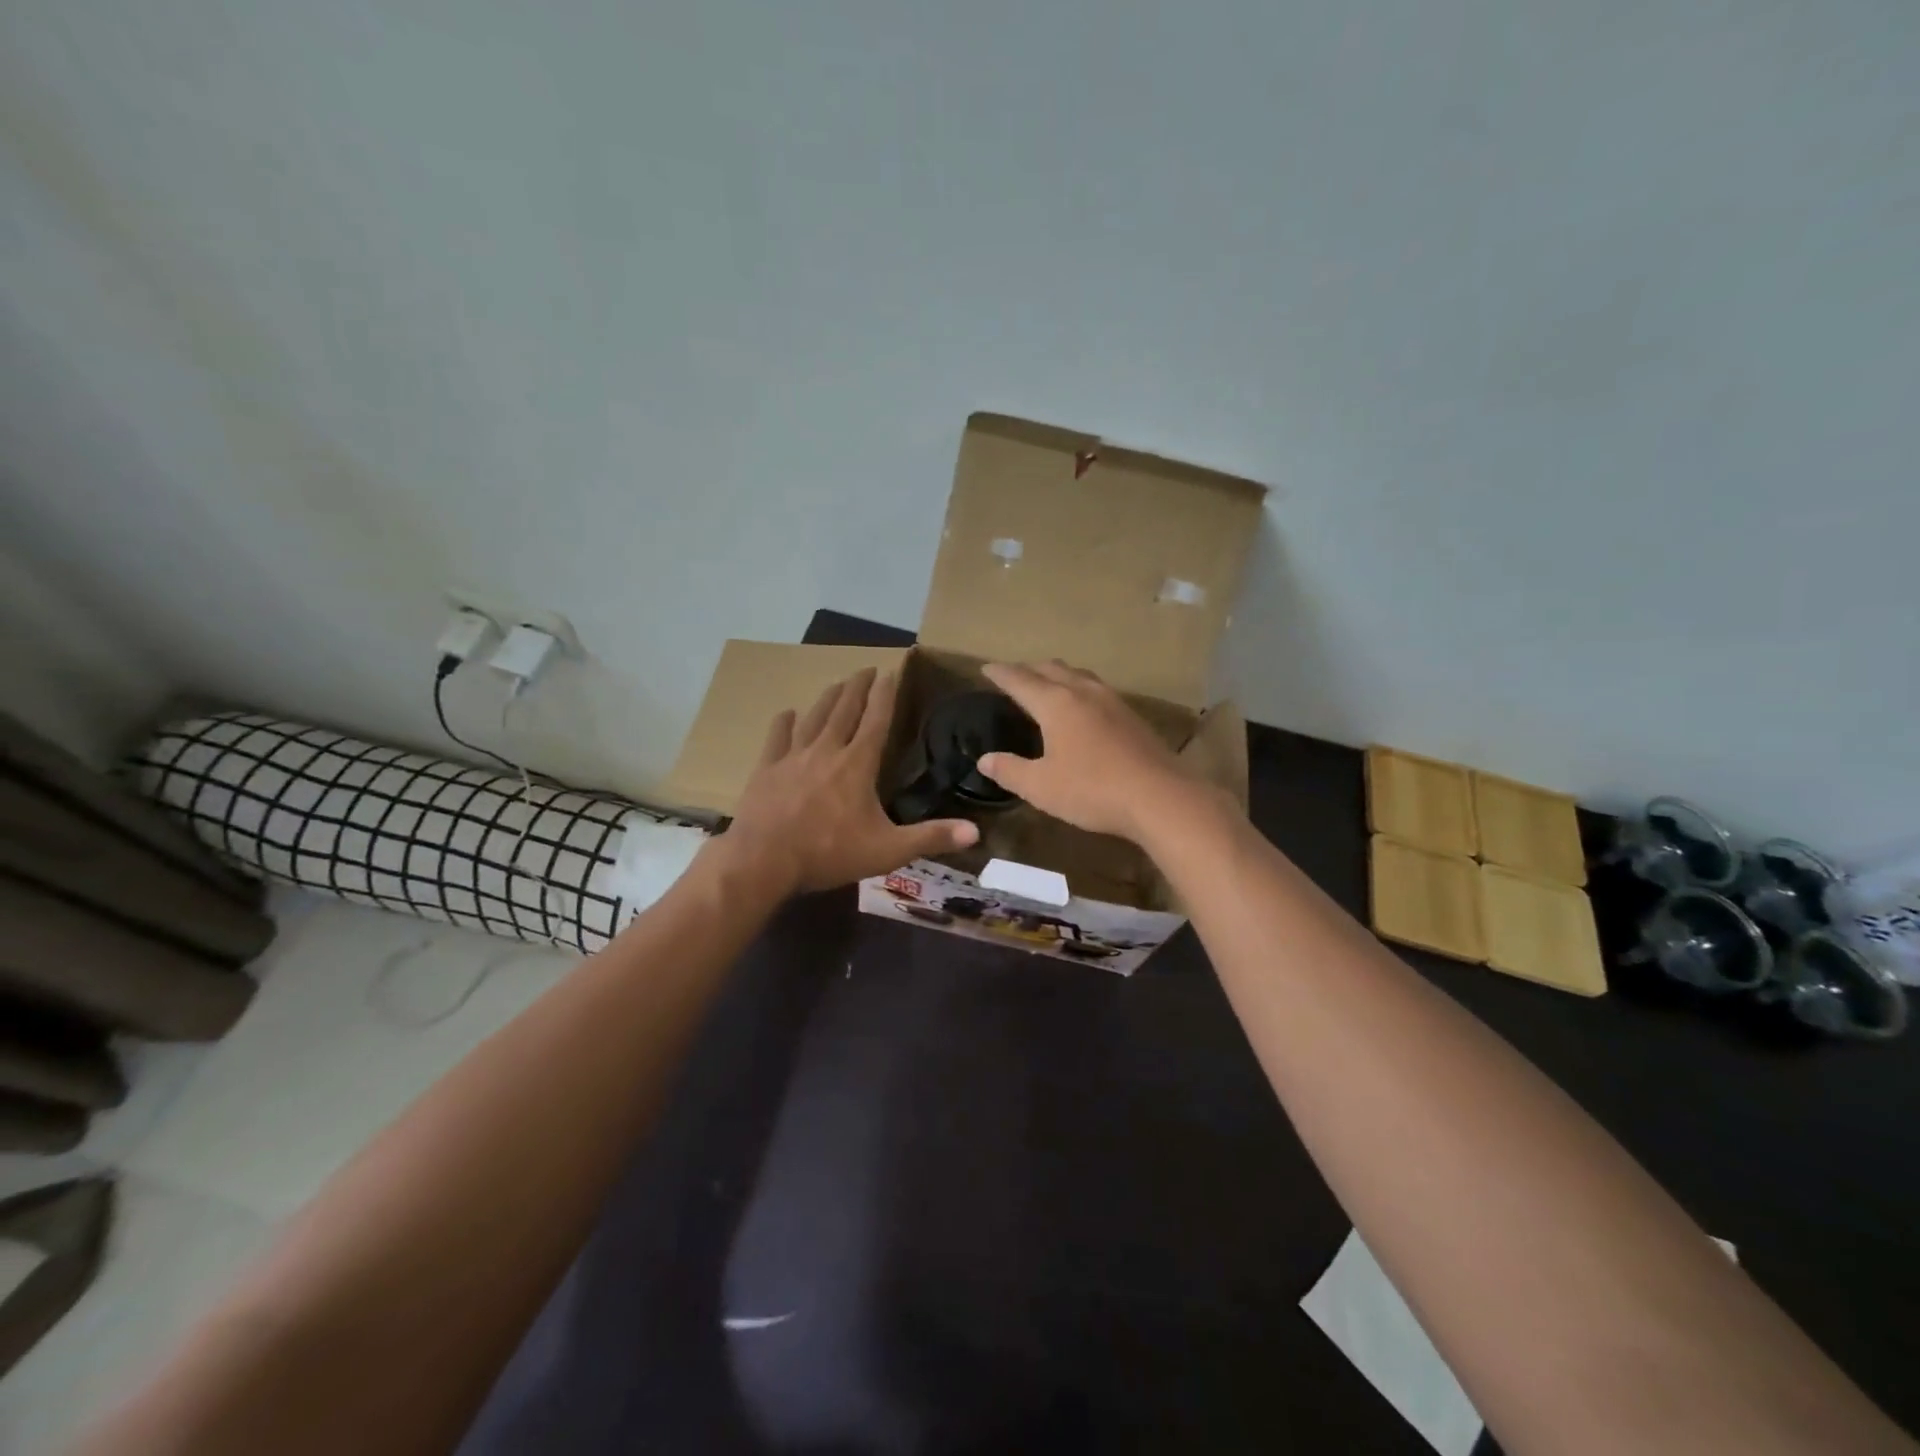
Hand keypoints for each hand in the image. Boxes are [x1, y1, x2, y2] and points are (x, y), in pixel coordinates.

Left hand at [716, 668, 979, 895]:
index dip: (885, 695)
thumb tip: (975, 832)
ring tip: (837, 683)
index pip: (876, 721)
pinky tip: (787, 713)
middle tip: (866, 669)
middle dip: (858, 688)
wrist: (763, 860)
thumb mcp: (887, 850)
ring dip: (827, 698)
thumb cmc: (829, 853)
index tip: (891, 672)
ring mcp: (793, 757)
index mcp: (857, 764)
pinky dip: (784, 722)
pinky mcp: (766, 769)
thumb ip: (930, 837)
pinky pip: (777, 738)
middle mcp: (827, 751)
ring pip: (813, 717)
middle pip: (844, 710)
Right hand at [977, 661, 1201, 842]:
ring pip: (1078, 675)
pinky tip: (1084, 706)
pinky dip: (1079, 688)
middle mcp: (1083, 692)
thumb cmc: (1092, 790)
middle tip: (1013, 675)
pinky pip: (1097, 689)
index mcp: (1056, 703)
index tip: (986, 668)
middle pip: (1051, 669)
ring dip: (1058, 674)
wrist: (1160, 798)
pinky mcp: (1132, 716)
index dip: (1001, 673)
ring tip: (1047, 683)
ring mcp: (1112, 701)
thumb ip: (1010, 770)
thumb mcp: (1041, 787)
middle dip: (1028, 669)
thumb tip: (985, 760)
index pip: (1020, 680)